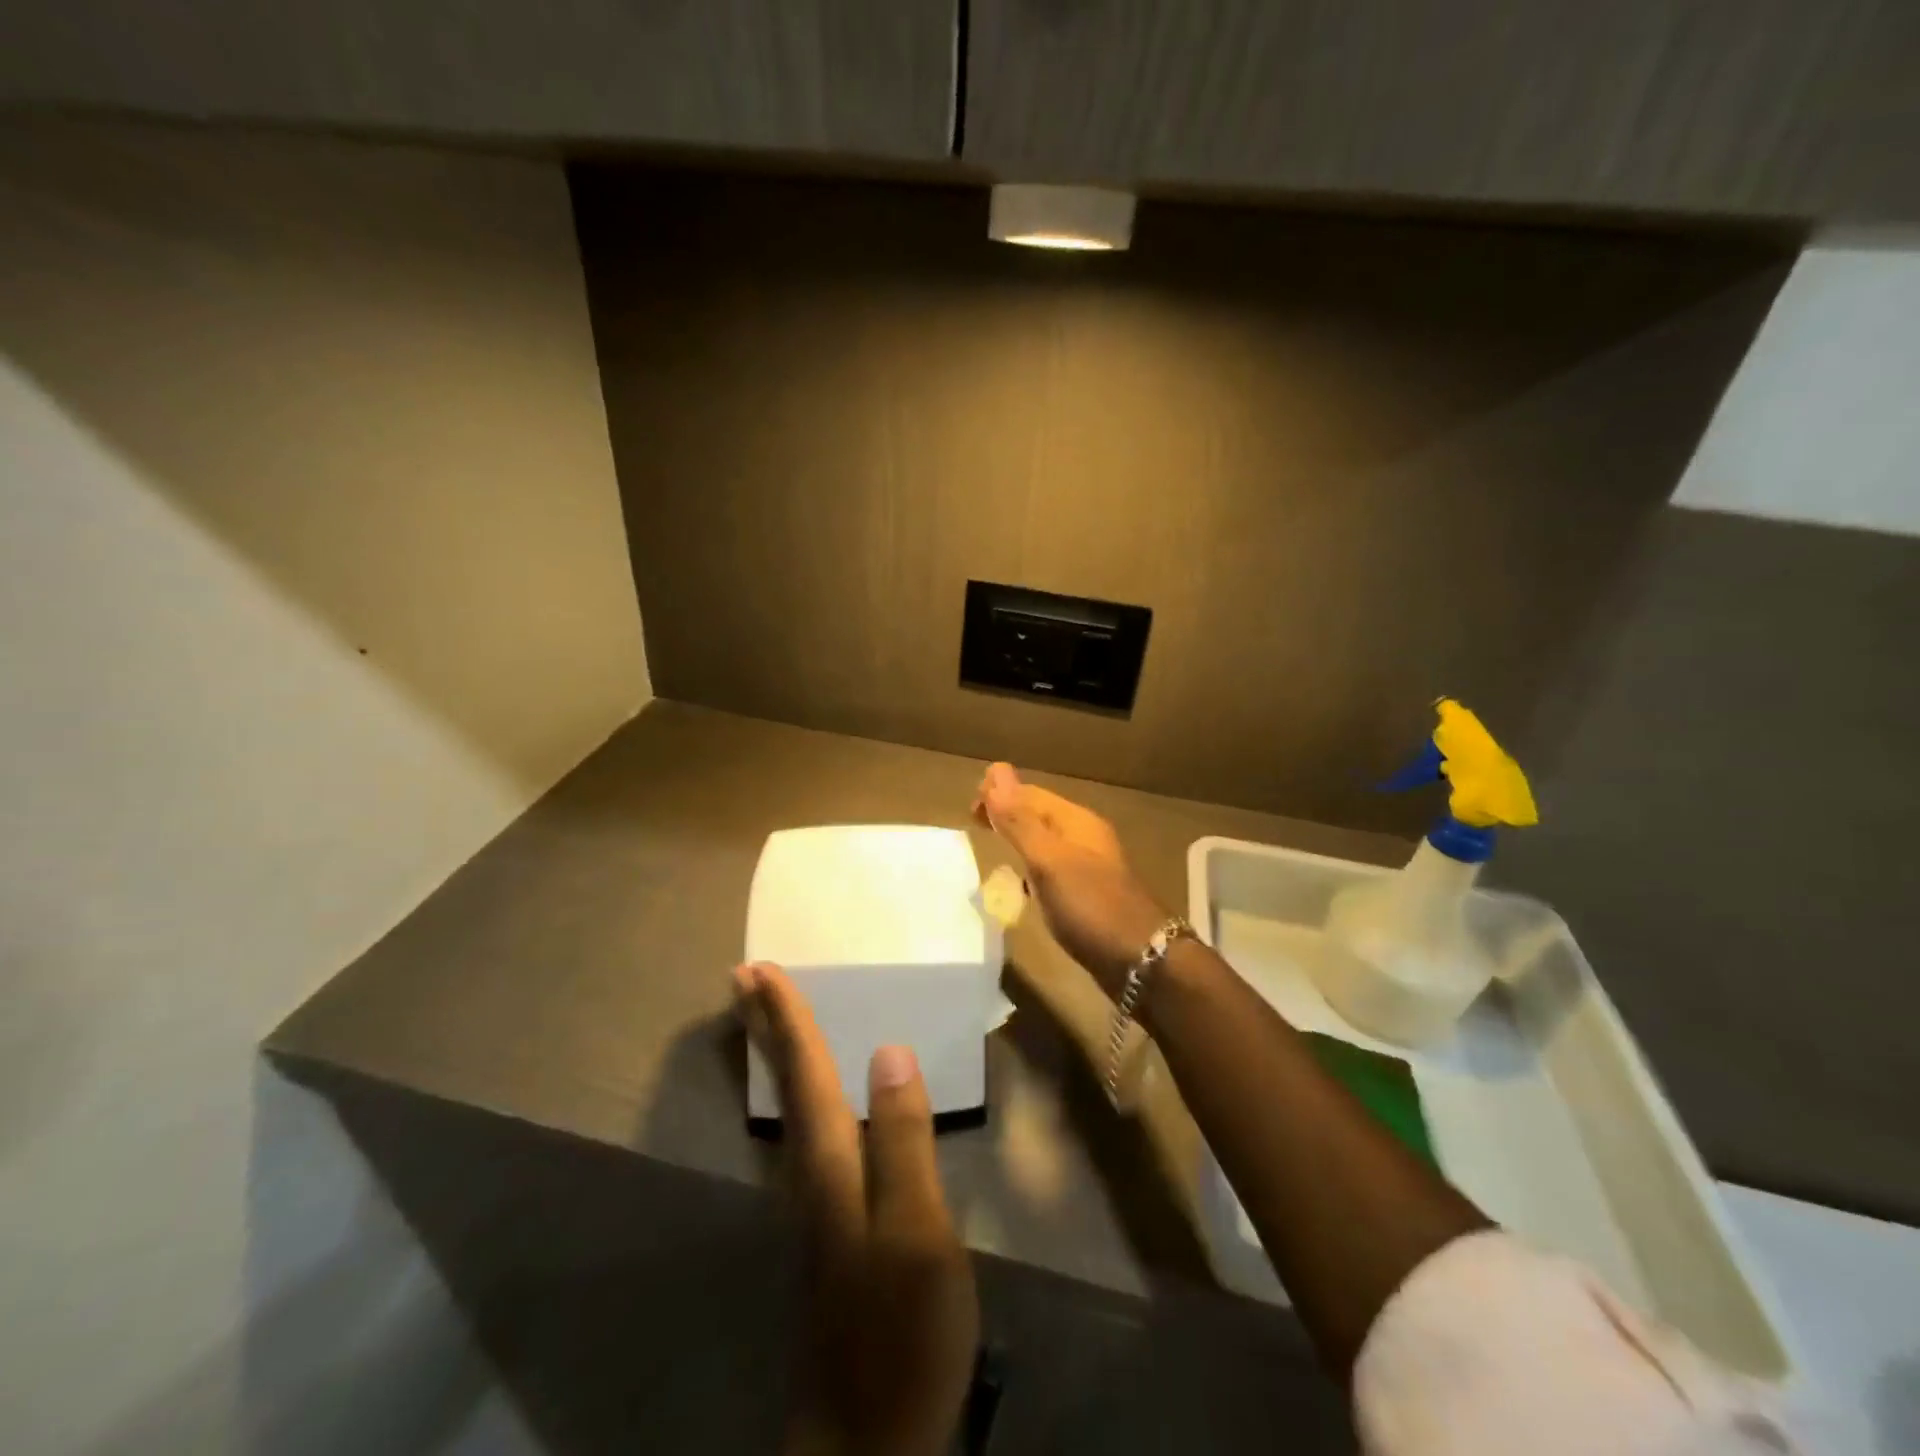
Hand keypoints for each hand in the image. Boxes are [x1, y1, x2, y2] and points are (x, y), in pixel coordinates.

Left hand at [734, 962, 978, 1455]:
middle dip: (766, 1027)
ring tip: (767, 1018)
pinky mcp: (828, 1229)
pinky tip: (813, 1099)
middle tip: (742, 978)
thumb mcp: (917, 1232)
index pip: (807, 1074)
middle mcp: (812, 1175)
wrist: (869, 1439)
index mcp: (831, 1166)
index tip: (762, 968)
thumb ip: (904, 1140)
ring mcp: (816, 1206)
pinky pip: (806, 1132)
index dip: (788, 1018)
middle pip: (786, 1084)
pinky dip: (799, 1093)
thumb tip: (888, 1051)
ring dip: (777, 1055)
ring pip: (790, 1108)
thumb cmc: (900, 1331)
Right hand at [972, 763, 1167, 998]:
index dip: (1000, 793)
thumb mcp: (1048, 860)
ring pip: (1046, 841)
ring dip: (1019, 839)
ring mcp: (1088, 866)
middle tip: (974, 824)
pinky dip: (1031, 867)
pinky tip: (1021, 885)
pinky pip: (1052, 868)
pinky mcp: (1088, 894)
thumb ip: (1019, 820)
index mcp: (1076, 821)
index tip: (969, 809)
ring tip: (992, 848)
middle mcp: (1084, 836)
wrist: (1141, 959)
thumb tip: (995, 770)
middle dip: (1008, 814)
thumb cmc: (1090, 905)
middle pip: (1039, 814)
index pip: (1030, 793)